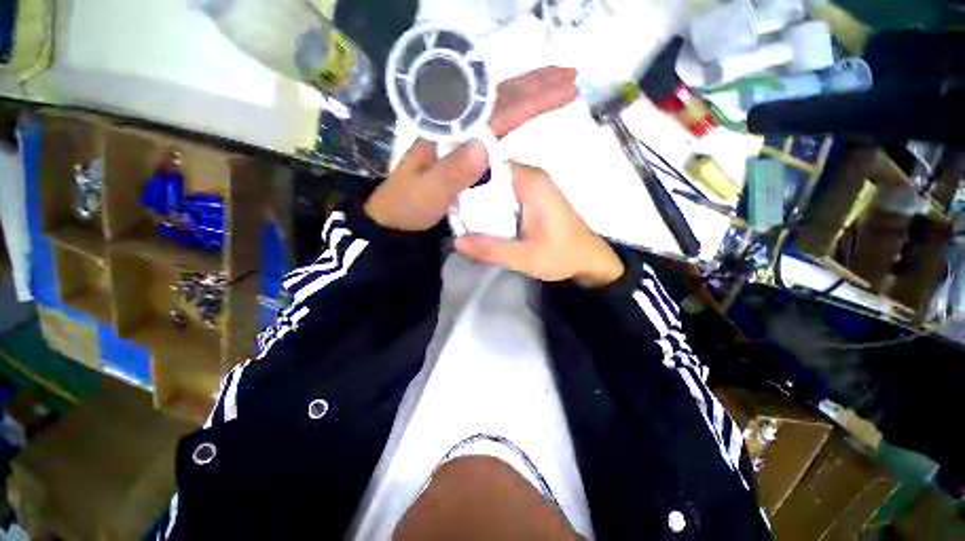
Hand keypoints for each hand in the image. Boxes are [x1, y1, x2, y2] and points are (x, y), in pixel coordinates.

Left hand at [365, 67, 577, 231]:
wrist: (396, 217)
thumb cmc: (409, 205)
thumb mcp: (428, 193)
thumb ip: (452, 172)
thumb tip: (484, 146)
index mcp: (447, 131)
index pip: (492, 108)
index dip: (528, 97)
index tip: (560, 86)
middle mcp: (456, 127)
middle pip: (499, 99)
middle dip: (535, 87)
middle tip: (570, 77)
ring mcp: (461, 138)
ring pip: (499, 109)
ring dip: (529, 96)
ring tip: (559, 88)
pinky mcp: (465, 151)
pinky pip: (495, 128)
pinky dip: (515, 117)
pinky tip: (528, 113)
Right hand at [454, 163, 624, 287]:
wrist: (589, 261)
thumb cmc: (562, 256)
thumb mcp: (525, 257)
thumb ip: (491, 249)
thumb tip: (456, 241)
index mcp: (530, 182)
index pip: (488, 164)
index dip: (465, 175)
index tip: (446, 193)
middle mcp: (531, 176)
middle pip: (490, 174)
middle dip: (469, 192)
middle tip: (451, 212)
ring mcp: (532, 186)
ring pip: (495, 186)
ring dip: (479, 202)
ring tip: (461, 220)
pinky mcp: (532, 198)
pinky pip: (504, 195)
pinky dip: (491, 208)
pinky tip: (481, 224)